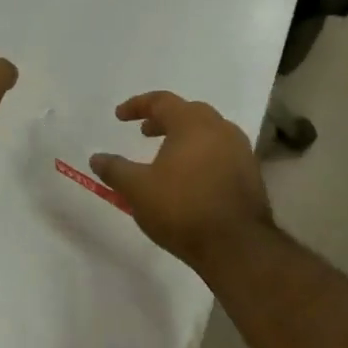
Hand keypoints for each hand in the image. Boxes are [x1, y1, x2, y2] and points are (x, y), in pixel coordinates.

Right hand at [89, 92, 274, 270]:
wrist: (237, 247)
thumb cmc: (182, 209)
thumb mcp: (137, 190)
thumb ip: (115, 170)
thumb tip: (96, 157)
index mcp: (192, 124)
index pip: (162, 101)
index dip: (137, 106)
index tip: (119, 116)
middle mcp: (221, 129)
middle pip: (189, 112)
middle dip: (164, 119)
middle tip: (144, 132)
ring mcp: (241, 152)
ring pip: (208, 133)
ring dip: (184, 137)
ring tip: (166, 156)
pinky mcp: (251, 175)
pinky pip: (221, 153)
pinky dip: (201, 155)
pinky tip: (189, 178)